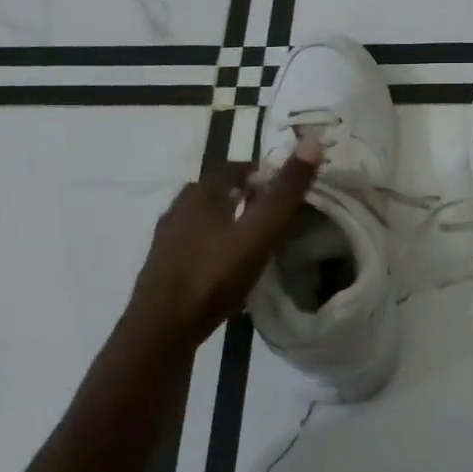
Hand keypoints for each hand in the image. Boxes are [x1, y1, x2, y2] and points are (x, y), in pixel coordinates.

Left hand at [126, 138, 320, 348]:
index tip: (285, 184)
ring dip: (226, 220)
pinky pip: (193, 244)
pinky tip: (226, 265)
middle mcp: (179, 208)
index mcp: (201, 193)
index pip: (235, 168)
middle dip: (244, 195)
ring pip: (202, 219)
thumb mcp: (259, 232)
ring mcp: (166, 239)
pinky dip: (213, 245)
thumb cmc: (213, 275)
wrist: (161, 329)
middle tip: (272, 209)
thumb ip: (285, 192)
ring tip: (253, 236)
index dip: (261, 171)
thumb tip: (311, 142)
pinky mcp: (162, 267)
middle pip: (216, 191)